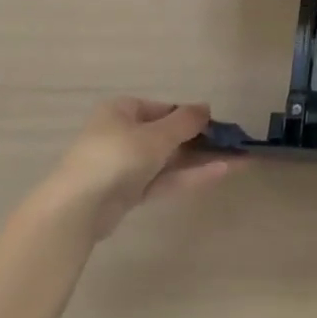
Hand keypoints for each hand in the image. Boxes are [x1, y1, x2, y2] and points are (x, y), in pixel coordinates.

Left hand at [47, 98, 239, 240]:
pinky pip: (164, 180)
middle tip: (234, 143)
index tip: (217, 124)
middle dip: (202, 140)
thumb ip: (186, 121)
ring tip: (239, 159)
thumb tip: (206, 108)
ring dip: (202, 159)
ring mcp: (125, 166)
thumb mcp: (157, 135)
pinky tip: (221, 172)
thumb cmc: (117, 156)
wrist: (77, 209)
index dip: (191, 115)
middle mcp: (122, 134)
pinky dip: (190, 176)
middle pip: (169, 135)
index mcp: (122, 111)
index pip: (163, 108)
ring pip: (170, 160)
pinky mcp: (129, 193)